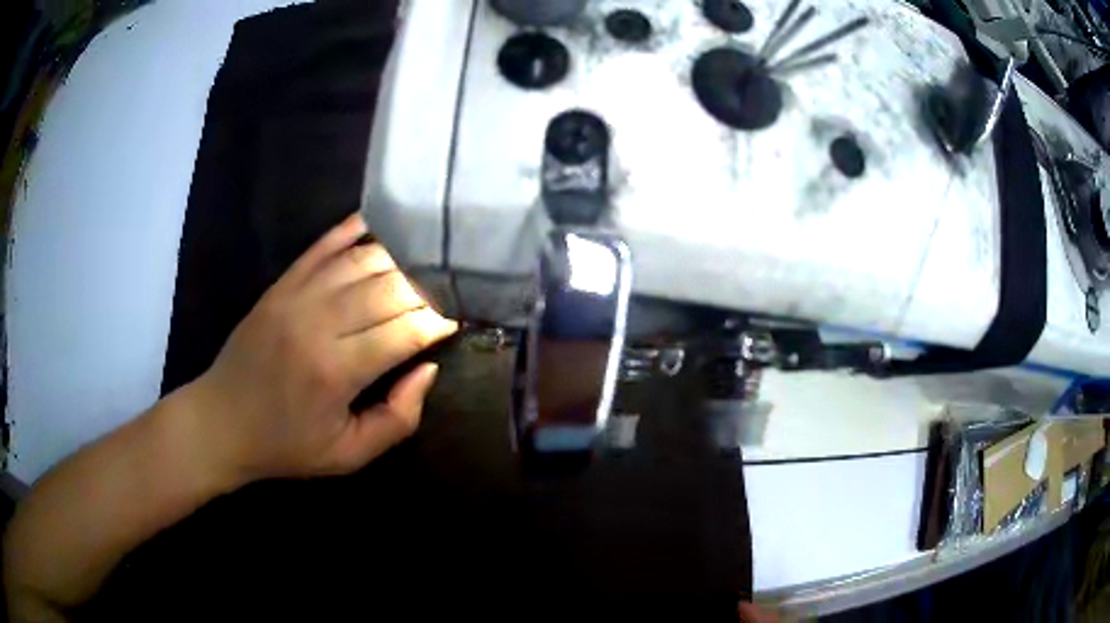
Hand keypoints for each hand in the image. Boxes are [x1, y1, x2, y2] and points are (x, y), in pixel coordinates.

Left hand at [189, 214, 457, 483]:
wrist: (222, 422)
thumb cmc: (288, 445)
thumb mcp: (349, 454)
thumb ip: (398, 418)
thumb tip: (427, 369)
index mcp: (336, 371)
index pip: (404, 331)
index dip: (436, 323)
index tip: (455, 322)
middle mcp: (318, 323)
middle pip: (387, 288)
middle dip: (425, 289)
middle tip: (443, 296)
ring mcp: (295, 297)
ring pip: (360, 260)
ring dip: (397, 260)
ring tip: (419, 269)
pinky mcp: (280, 285)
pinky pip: (322, 247)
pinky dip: (352, 232)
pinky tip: (377, 228)